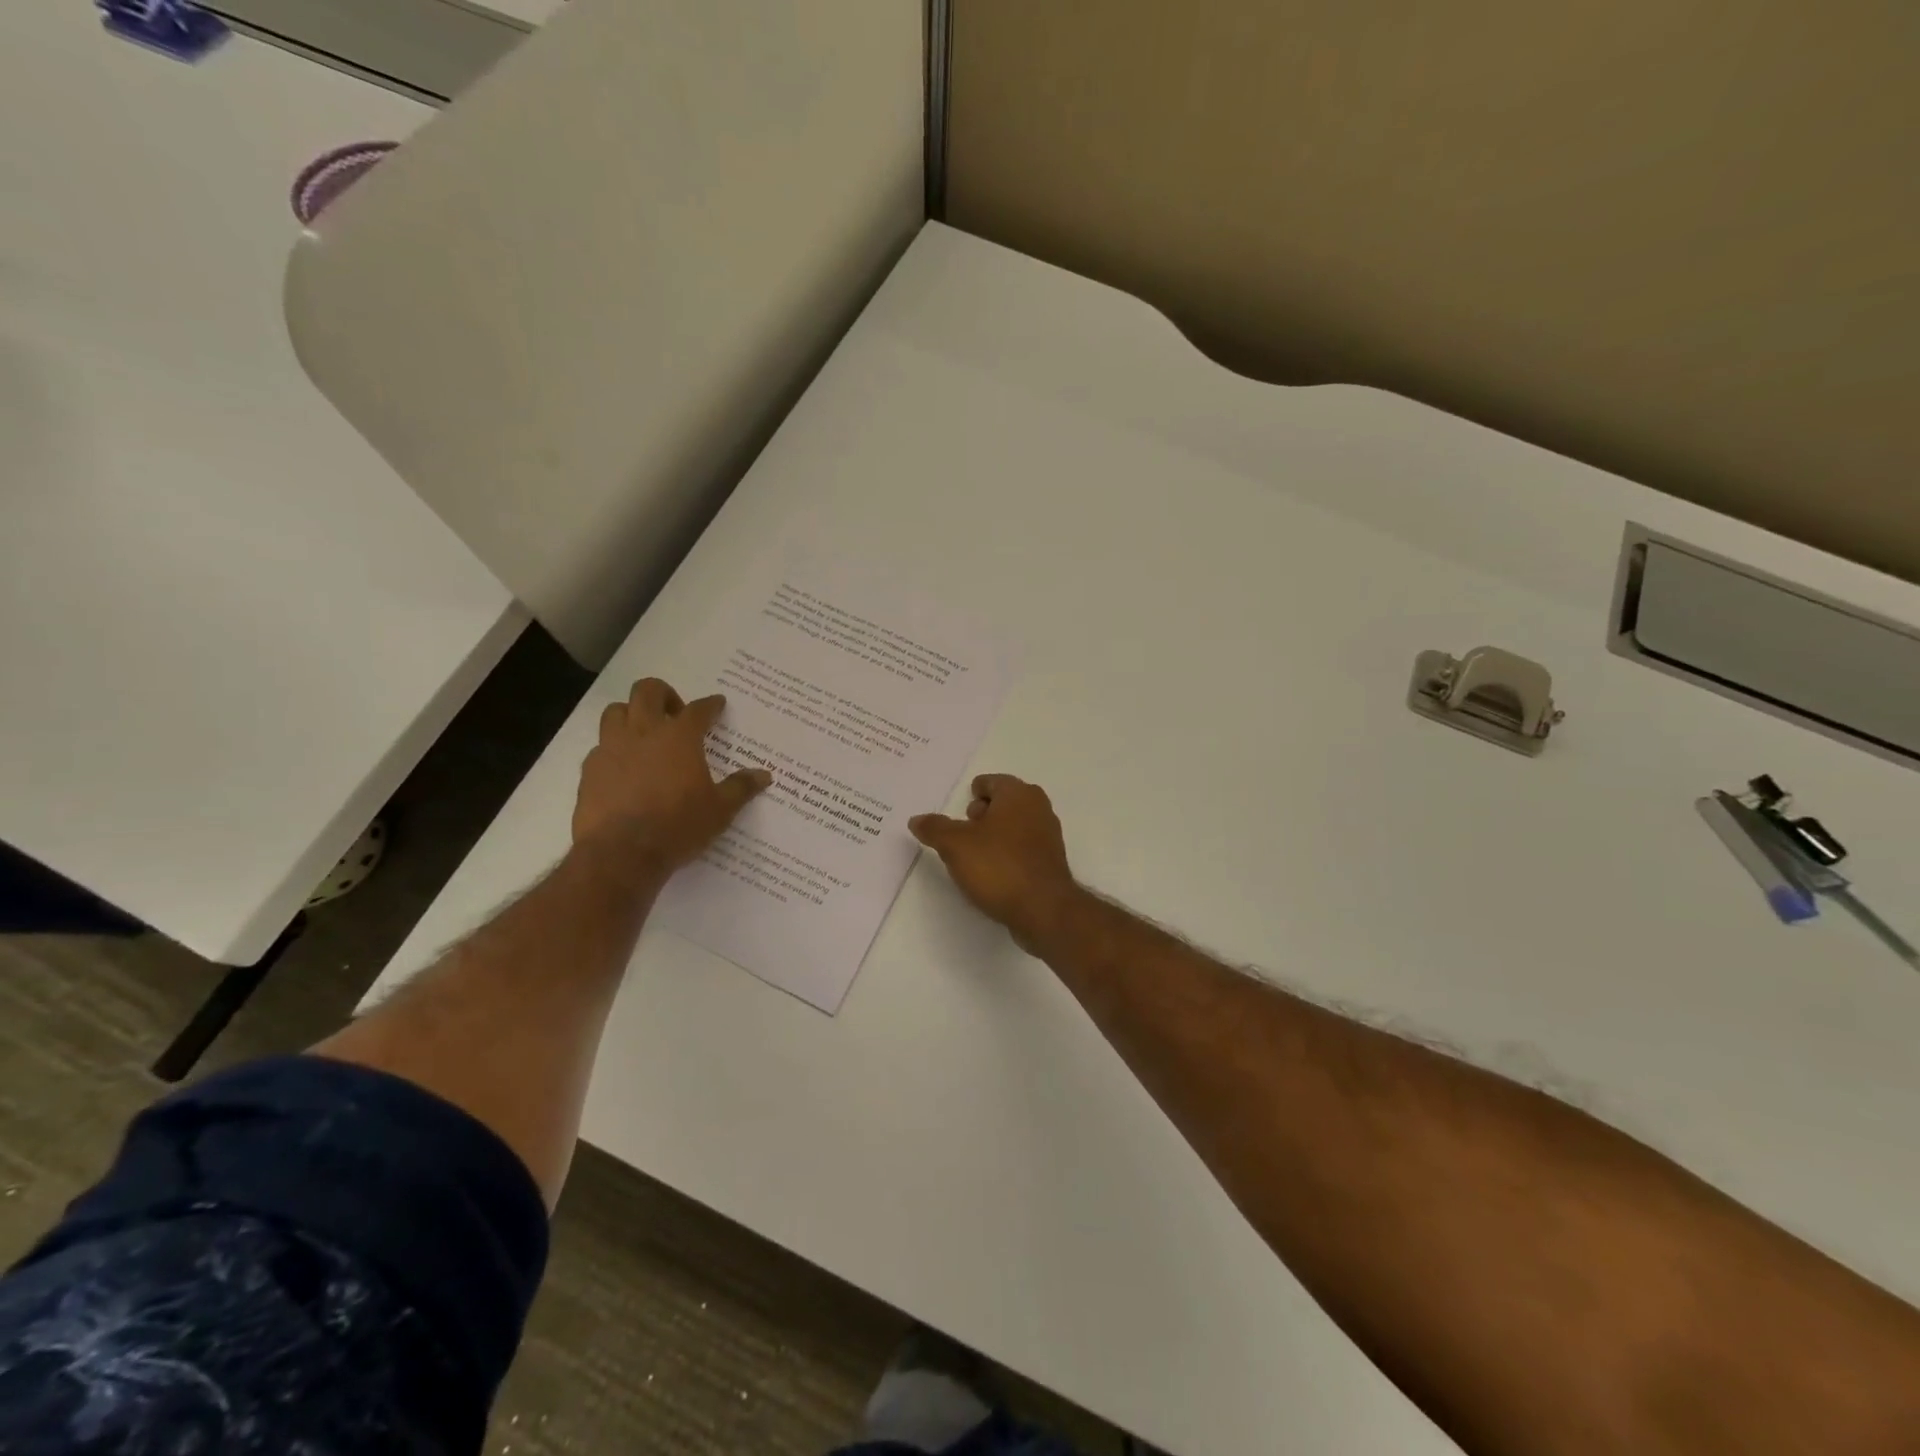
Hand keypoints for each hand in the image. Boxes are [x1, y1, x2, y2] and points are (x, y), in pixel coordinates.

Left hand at [573, 678, 770, 870]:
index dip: (710, 705)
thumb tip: (764, 775)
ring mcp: (612, 749)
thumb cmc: (678, 826)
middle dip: (664, 694)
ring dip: (632, 714)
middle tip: (675, 713)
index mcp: (680, 737)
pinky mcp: (589, 770)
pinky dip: (614, 749)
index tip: (717, 704)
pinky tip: (624, 768)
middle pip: (648, 691)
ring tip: (645, 734)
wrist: (621, 853)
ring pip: (616, 711)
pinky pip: (600, 746)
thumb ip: (741, 788)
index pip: (698, 709)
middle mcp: (644, 733)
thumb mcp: (720, 810)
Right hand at [910, 775, 1081, 951]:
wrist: (1043, 909)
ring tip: (973, 856)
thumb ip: (934, 828)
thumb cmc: (998, 866)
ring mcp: (1049, 835)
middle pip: (1004, 802)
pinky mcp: (1050, 862)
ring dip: (994, 836)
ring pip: (1014, 826)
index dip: (972, 794)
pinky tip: (993, 873)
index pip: (990, 782)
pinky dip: (1007, 854)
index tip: (958, 813)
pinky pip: (1023, 848)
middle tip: (963, 833)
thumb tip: (917, 820)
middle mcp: (1038, 807)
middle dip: (982, 814)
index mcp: (1018, 794)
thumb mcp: (955, 845)